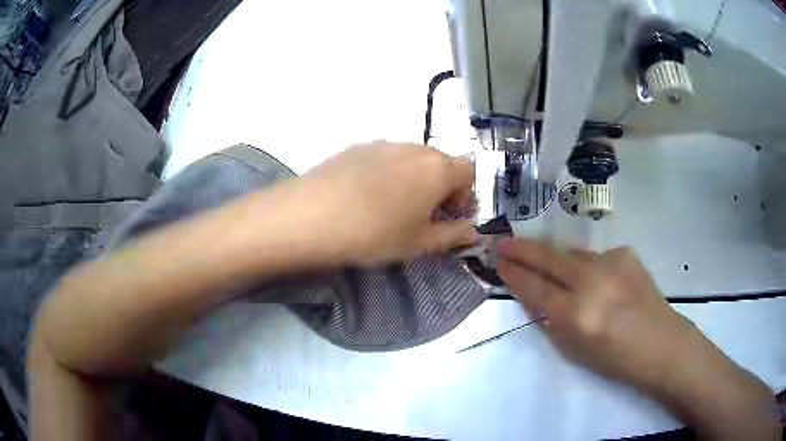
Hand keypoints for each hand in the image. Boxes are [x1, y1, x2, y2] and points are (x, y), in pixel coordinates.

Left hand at [300, 141, 478, 263]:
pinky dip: (389, 173)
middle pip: (440, 163)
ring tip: (394, 207)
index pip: (469, 171)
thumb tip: (472, 232)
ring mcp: (384, 143)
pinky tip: (367, 196)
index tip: (450, 217)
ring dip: (415, 179)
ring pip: (412, 160)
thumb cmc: (374, 233)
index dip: (465, 195)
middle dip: (441, 188)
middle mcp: (415, 147)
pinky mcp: (357, 146)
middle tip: (424, 216)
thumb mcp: (417, 243)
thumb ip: (451, 236)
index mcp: (438, 168)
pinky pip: (386, 158)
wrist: (311, 215)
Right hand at [497, 241, 694, 388]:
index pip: (535, 288)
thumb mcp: (575, 350)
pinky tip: (596, 280)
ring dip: (556, 258)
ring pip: (573, 254)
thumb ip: (551, 320)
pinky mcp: (626, 254)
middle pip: (549, 258)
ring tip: (546, 261)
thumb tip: (532, 295)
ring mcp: (612, 263)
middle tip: (504, 242)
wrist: (661, 344)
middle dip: (522, 248)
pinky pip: (596, 257)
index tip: (499, 262)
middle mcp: (593, 283)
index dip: (514, 275)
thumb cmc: (616, 360)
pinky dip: (588, 267)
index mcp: (578, 315)